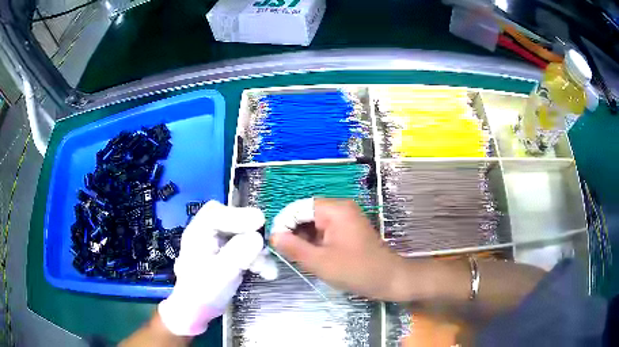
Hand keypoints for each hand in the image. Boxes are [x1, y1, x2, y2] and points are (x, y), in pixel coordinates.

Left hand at [158, 201, 275, 335]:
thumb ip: (237, 254)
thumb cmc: (203, 292)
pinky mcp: (229, 253)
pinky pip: (247, 248)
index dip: (238, 215)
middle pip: (233, 221)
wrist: (199, 310)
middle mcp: (208, 233)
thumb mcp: (221, 273)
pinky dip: (258, 258)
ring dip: (258, 251)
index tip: (260, 222)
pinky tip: (266, 273)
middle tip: (266, 243)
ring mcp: (219, 243)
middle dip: (251, 233)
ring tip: (266, 270)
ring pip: (243, 235)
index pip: (215, 213)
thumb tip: (257, 237)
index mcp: (198, 233)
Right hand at [270, 198, 407, 300]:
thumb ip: (294, 247)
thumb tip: (274, 235)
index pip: (299, 208)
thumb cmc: (356, 270)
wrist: (388, 278)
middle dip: (294, 232)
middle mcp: (340, 208)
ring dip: (304, 238)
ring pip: (314, 223)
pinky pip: (325, 230)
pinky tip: (311, 255)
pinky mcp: (348, 229)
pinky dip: (315, 241)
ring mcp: (346, 218)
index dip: (284, 223)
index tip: (275, 243)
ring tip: (297, 256)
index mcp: (335, 210)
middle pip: (307, 214)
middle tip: (285, 252)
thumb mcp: (320, 262)